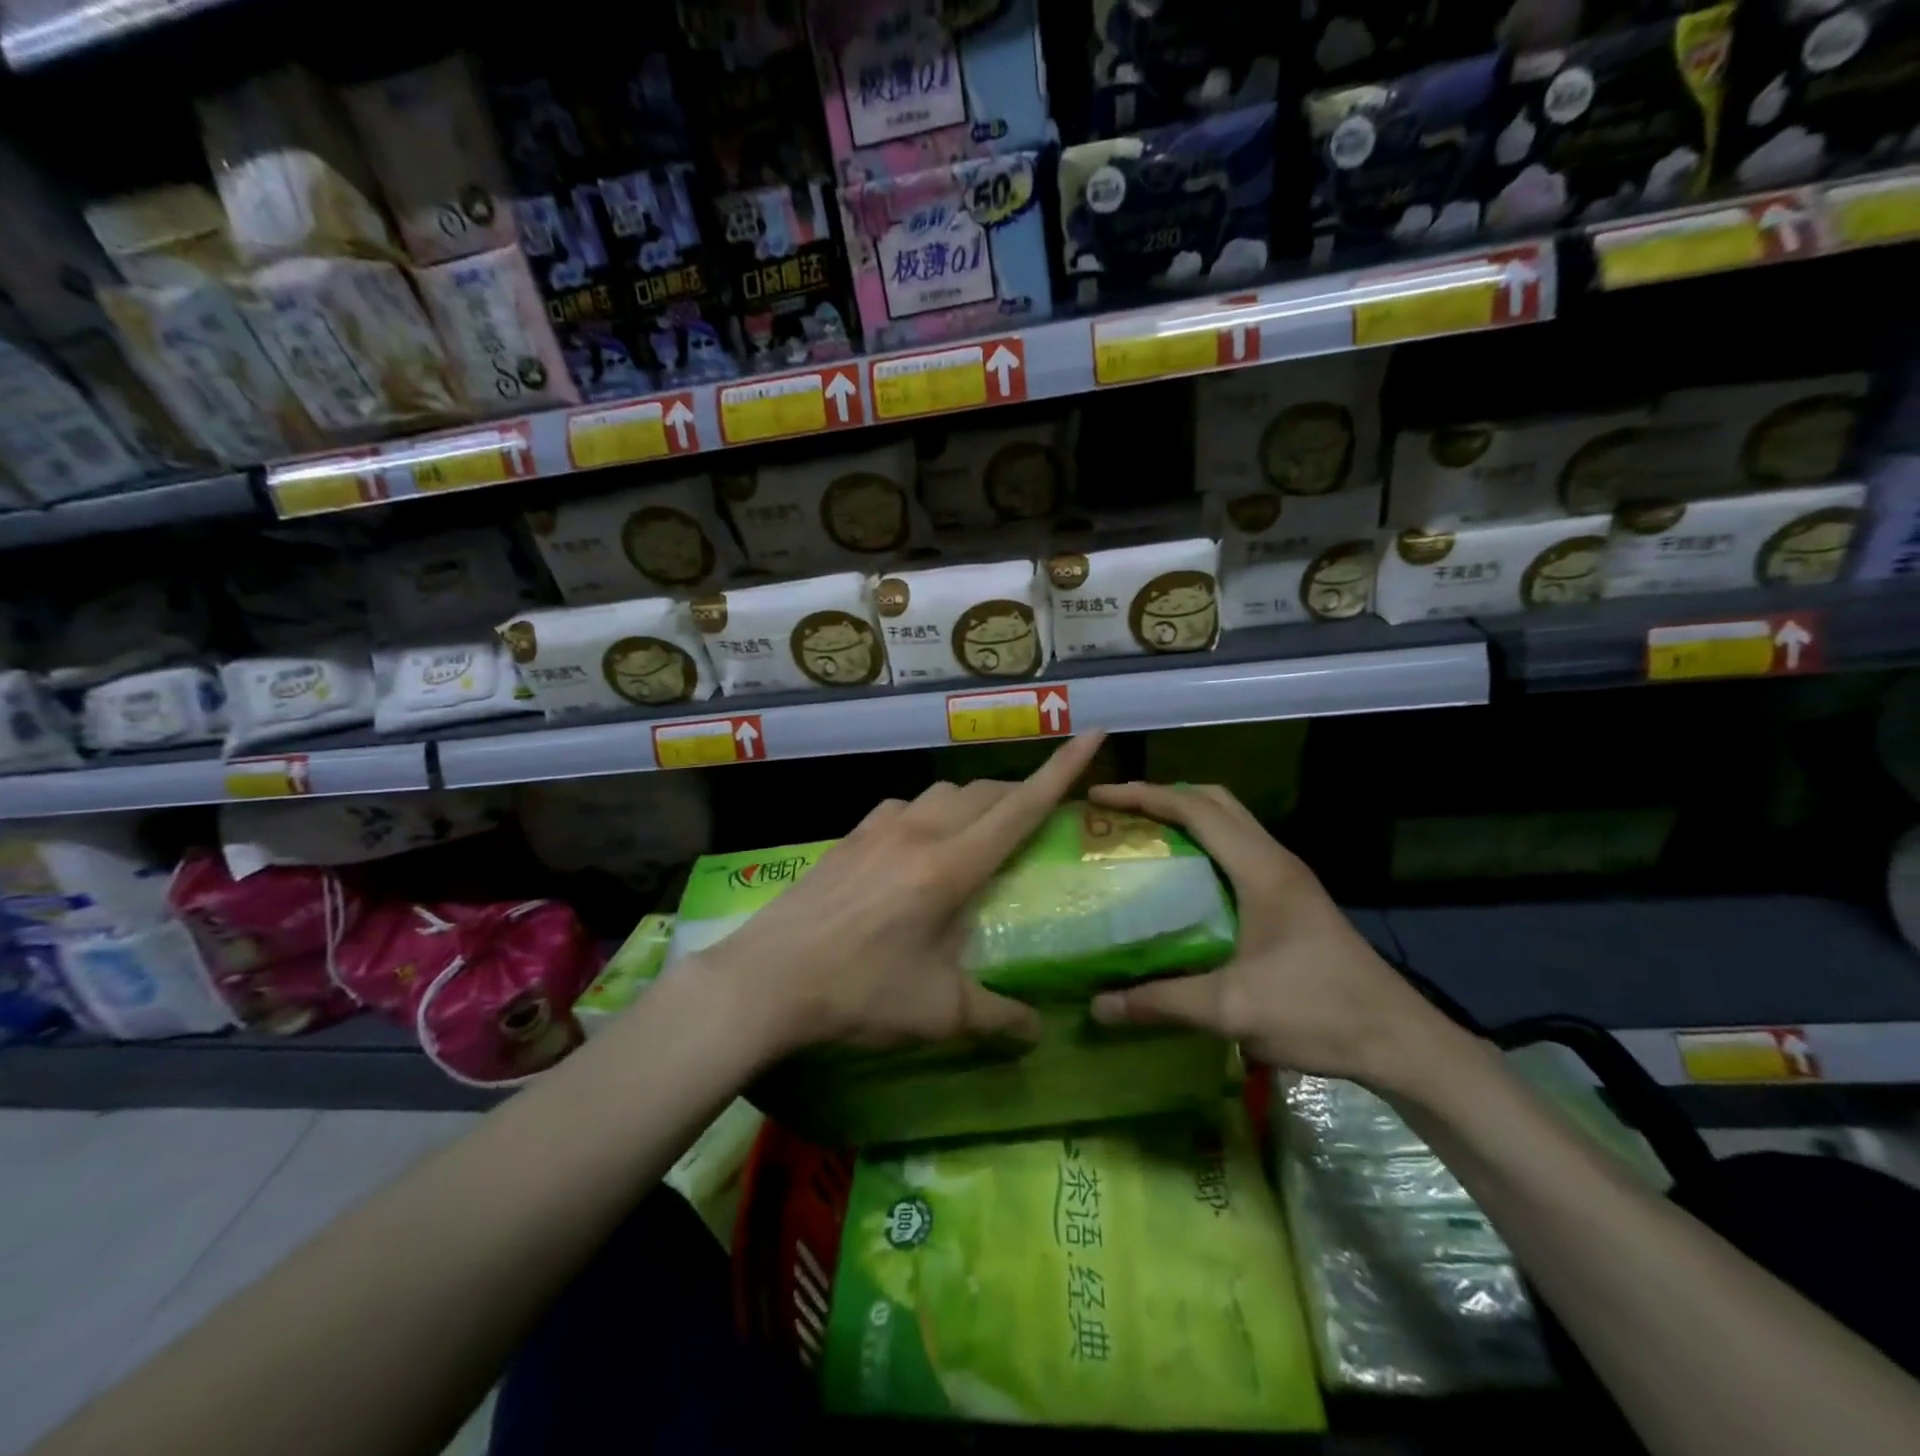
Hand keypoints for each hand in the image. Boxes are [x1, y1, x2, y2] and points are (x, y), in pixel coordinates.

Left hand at [686, 733, 1107, 1062]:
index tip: (1094, 734)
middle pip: (986, 792)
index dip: (1063, 769)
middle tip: (1038, 817)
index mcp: (952, 865)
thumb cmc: (859, 992)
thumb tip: (1037, 1031)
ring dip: (974, 802)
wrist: (766, 979)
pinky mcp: (850, 835)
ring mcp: (880, 827)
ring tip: (980, 834)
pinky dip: (930, 813)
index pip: (1021, 806)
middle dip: (1021, 792)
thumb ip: (997, 1018)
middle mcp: (920, 831)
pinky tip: (918, 846)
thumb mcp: (938, 1013)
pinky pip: (905, 807)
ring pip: (944, 793)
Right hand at [1086, 782, 1457, 1088]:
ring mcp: (1288, 878)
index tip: (1099, 797)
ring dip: (1186, 817)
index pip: (1195, 809)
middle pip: (1215, 801)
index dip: (1144, 795)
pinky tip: (1180, 880)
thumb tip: (1098, 1006)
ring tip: (1141, 836)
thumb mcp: (1232, 1009)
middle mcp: (1275, 861)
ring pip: (1230, 823)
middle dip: (1163, 795)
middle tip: (1119, 813)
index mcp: (1261, 870)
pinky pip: (1238, 850)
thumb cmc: (1318, 1013)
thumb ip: (1162, 1002)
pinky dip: (1202, 844)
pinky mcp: (1292, 899)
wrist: (1400, 1042)